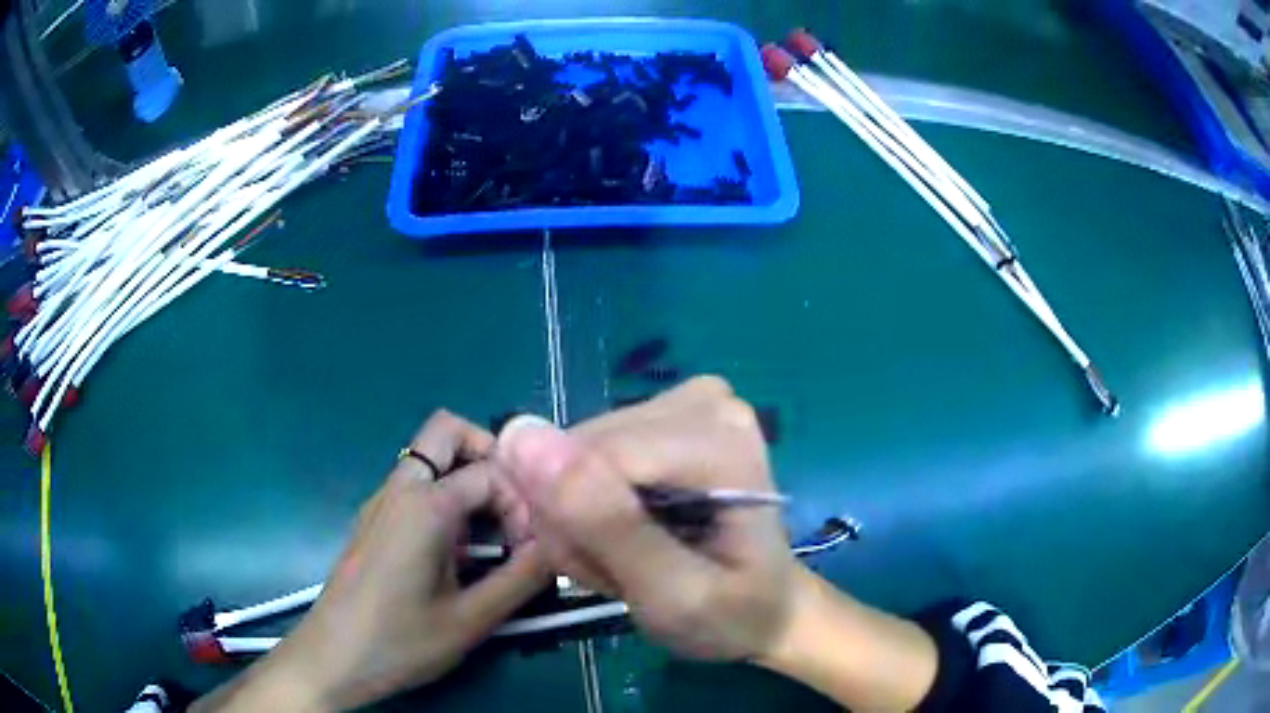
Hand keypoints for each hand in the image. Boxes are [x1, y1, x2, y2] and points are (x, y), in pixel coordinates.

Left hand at [193, 411, 549, 712]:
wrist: (333, 658)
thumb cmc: (400, 641)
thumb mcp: (471, 620)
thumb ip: (522, 579)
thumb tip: (559, 547)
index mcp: (425, 506)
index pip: (490, 472)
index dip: (522, 503)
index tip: (530, 547)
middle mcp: (400, 489)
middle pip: (446, 431)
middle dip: (488, 454)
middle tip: (513, 507)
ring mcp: (381, 502)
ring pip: (428, 458)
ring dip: (467, 479)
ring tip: (490, 536)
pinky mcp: (373, 520)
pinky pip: (415, 485)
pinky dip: (445, 497)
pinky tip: (456, 552)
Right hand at [496, 379, 938, 710]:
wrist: (766, 609)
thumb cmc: (730, 614)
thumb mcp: (670, 592)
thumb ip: (603, 522)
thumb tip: (520, 436)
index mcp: (718, 438)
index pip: (592, 456)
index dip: (577, 524)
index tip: (610, 576)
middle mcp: (700, 400)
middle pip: (582, 451)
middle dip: (581, 523)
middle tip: (623, 572)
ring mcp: (683, 400)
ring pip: (576, 453)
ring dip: (584, 519)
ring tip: (630, 559)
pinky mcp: (662, 414)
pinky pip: (588, 453)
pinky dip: (592, 505)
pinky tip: (629, 532)